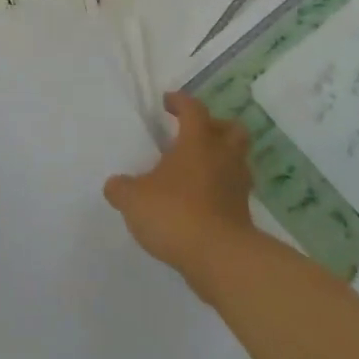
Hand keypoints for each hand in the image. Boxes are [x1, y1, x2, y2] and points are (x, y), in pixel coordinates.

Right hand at [104, 92, 254, 295]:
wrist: (220, 257)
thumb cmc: (175, 214)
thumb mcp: (134, 199)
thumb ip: (121, 189)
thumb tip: (115, 185)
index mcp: (198, 143)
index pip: (193, 110)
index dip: (180, 102)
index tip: (168, 101)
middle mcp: (223, 157)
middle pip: (231, 129)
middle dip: (215, 126)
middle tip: (195, 134)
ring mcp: (237, 186)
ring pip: (236, 160)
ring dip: (220, 159)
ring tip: (196, 170)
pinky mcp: (243, 214)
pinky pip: (232, 191)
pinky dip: (219, 190)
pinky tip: (200, 201)